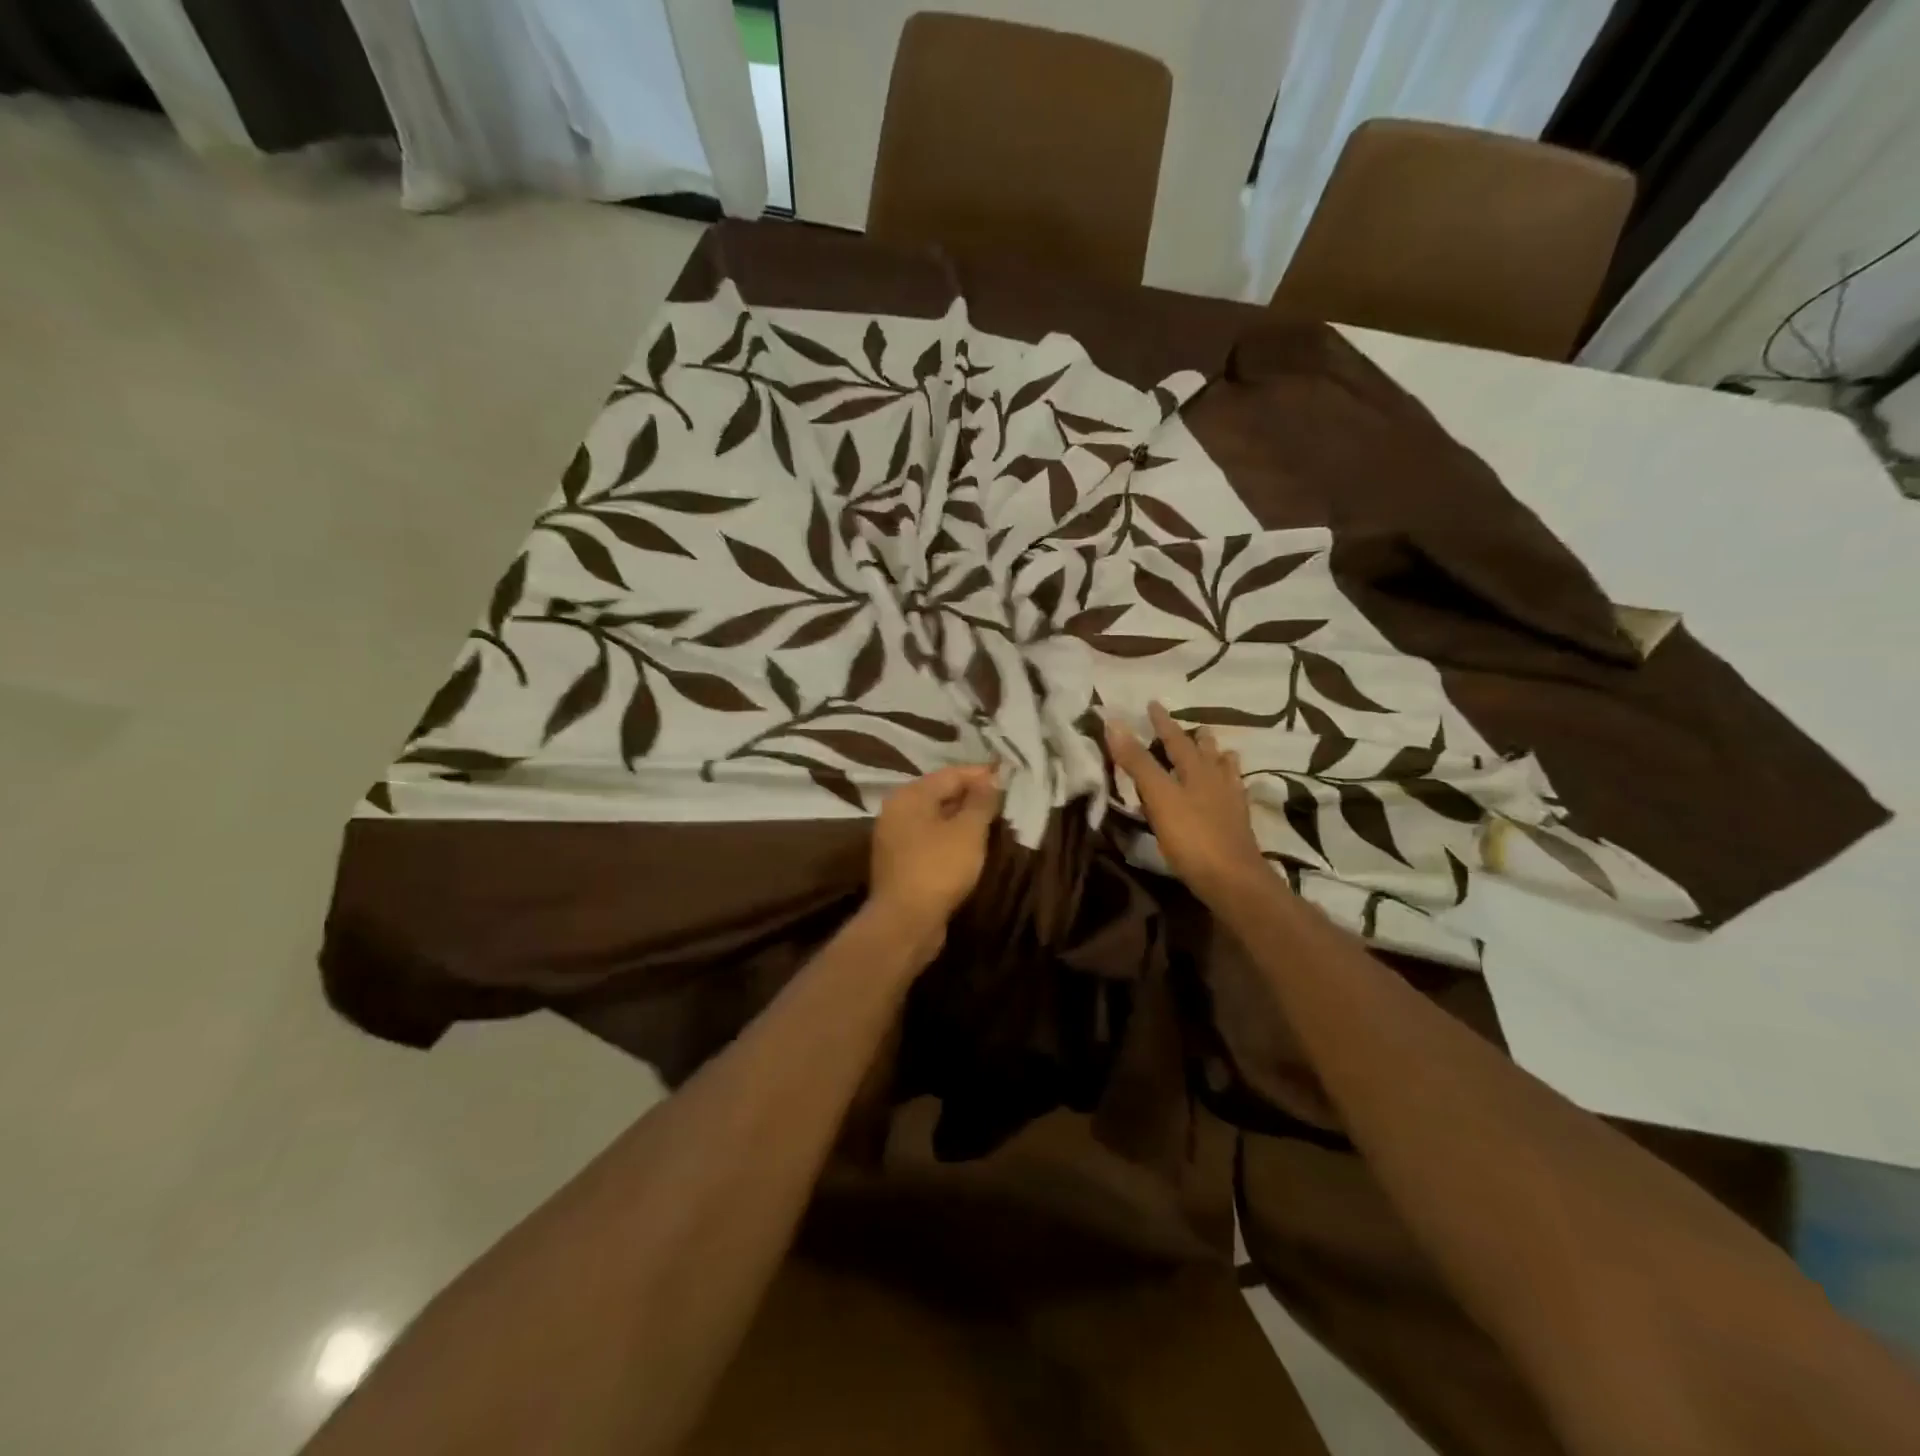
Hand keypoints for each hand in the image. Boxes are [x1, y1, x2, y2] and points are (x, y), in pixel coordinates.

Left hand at [867, 764, 1002, 946]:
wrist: (905, 922)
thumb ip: (981, 801)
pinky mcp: (900, 862)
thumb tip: (992, 778)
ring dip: (963, 818)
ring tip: (993, 821)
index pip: (950, 774)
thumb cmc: (939, 868)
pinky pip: (930, 839)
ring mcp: (895, 837)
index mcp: (910, 795)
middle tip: (1004, 800)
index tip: (1009, 775)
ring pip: (936, 818)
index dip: (981, 774)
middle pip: (940, 794)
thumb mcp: (968, 831)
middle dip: (972, 796)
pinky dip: (951, 837)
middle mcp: (897, 810)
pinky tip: (971, 845)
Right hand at [1106, 703, 1269, 909]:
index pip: (1175, 739)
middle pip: (1206, 754)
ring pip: (1225, 773)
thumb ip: (1137, 762)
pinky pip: (1234, 797)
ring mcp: (1230, 804)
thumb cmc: (1192, 837)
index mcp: (1195, 771)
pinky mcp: (1237, 827)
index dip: (1161, 723)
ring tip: (1223, 752)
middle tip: (1197, 727)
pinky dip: (1230, 787)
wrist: (1233, 880)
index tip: (1152, 704)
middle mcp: (1216, 782)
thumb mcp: (1159, 797)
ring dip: (1220, 760)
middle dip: (1197, 740)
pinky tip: (1232, 794)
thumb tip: (1114, 723)